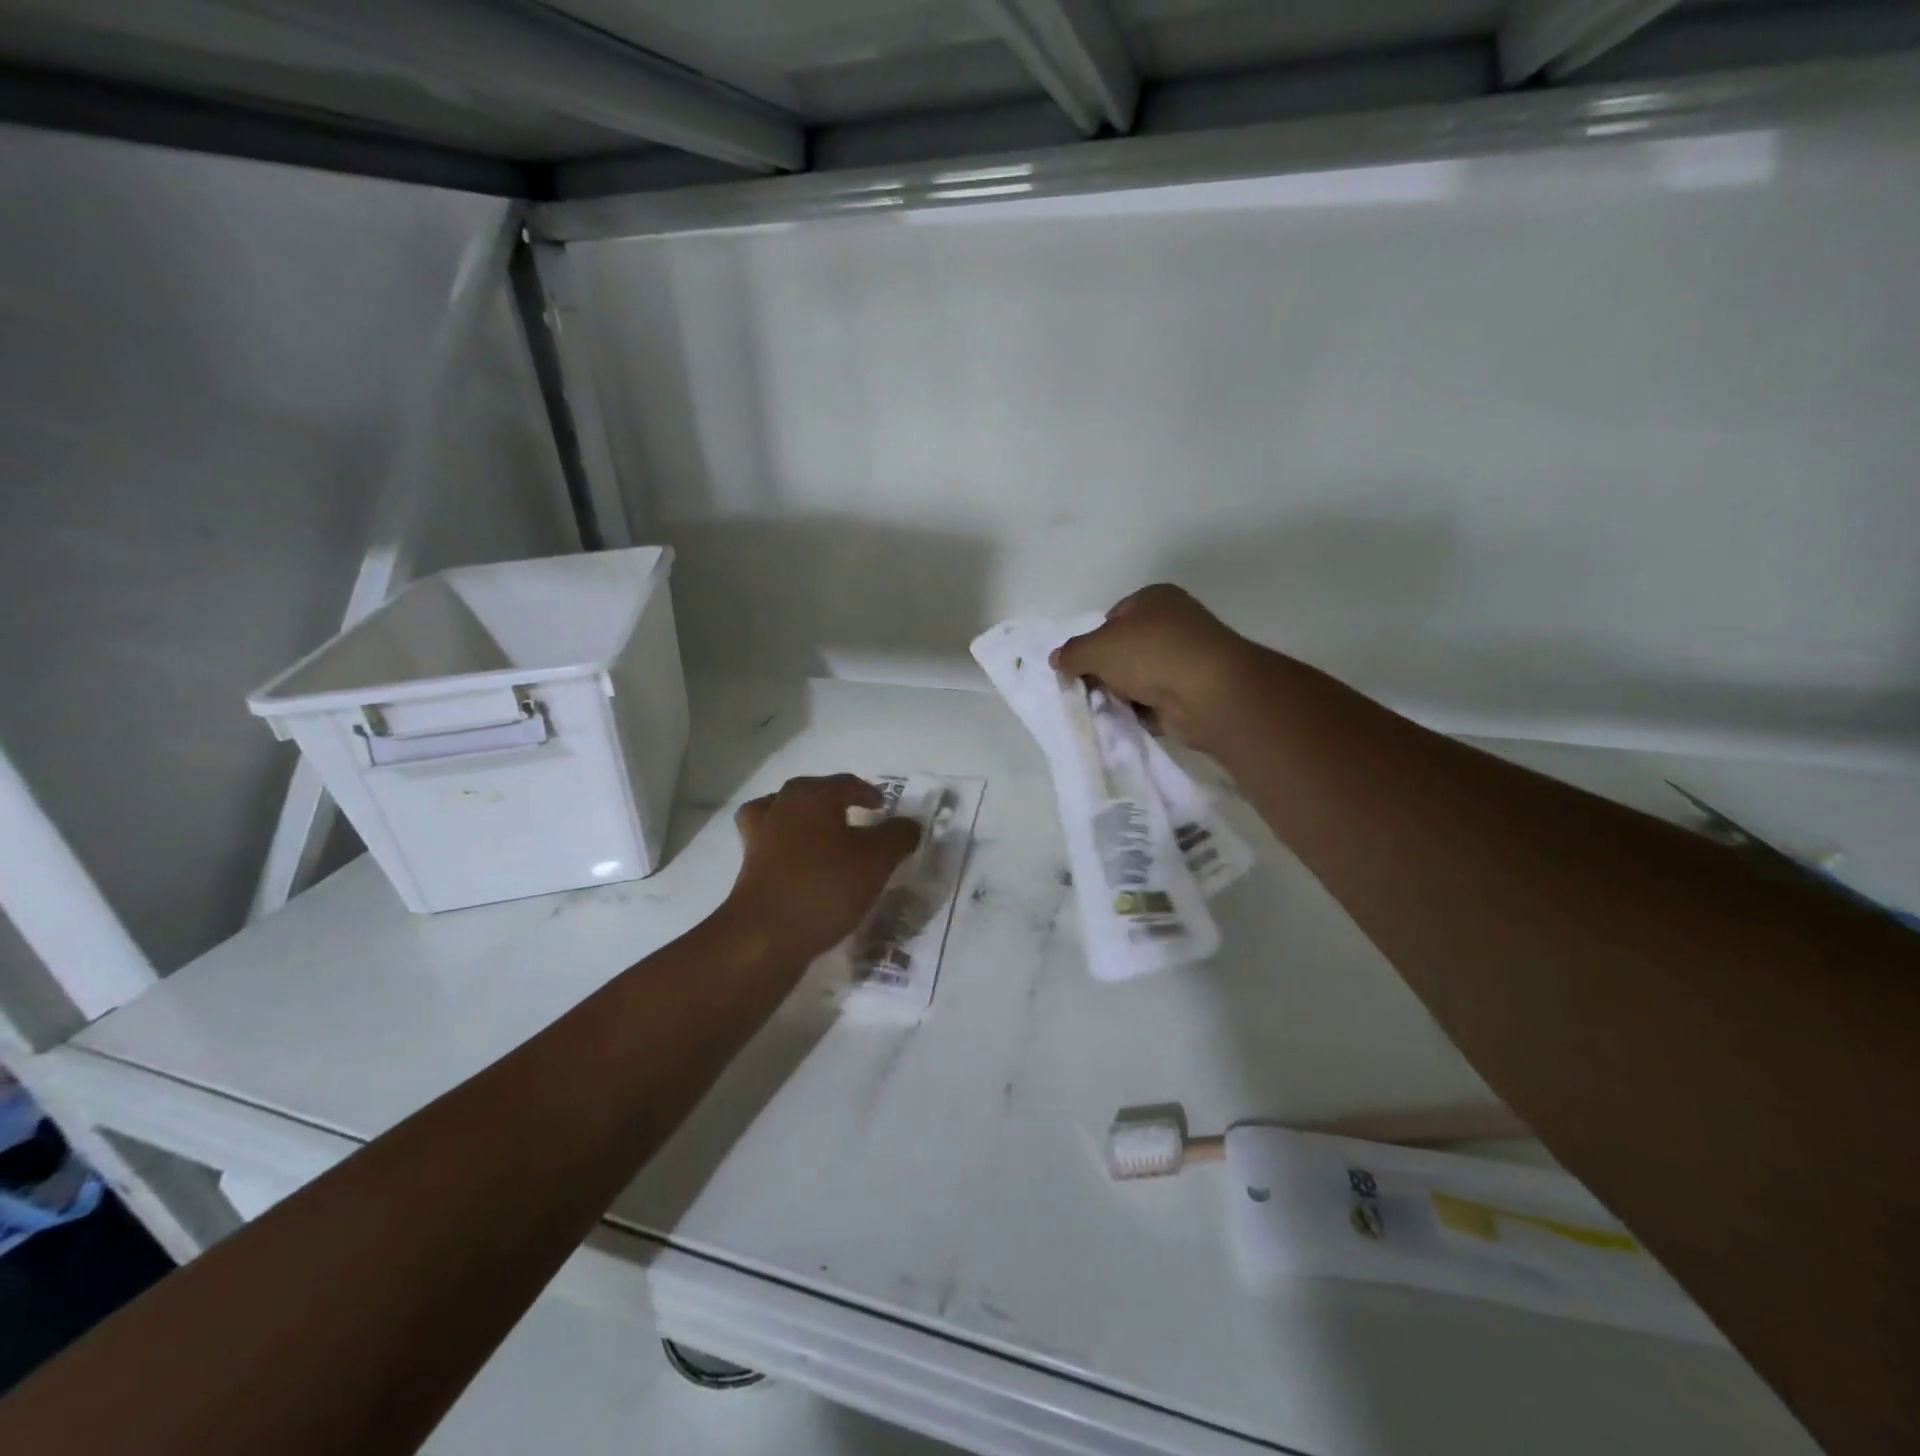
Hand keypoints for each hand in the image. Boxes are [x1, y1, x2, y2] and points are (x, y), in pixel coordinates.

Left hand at [719, 775, 921, 963]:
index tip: (883, 807)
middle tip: (858, 820)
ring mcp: (759, 836)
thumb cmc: (825, 886)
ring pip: (786, 817)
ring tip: (825, 839)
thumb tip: (909, 824)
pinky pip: (774, 847)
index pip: (846, 784)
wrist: (765, 936)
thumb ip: (898, 836)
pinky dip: (789, 850)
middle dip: (835, 803)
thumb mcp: (877, 860)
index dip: (868, 793)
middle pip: (812, 794)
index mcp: (811, 795)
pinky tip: (805, 868)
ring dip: (806, 823)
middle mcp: (780, 806)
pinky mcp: (748, 867)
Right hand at [1051, 584, 1255, 748]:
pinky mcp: (1192, 691)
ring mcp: (1185, 658)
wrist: (1208, 692)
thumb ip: (1072, 653)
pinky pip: (1155, 701)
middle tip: (1090, 689)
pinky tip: (1131, 719)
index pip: (1112, 618)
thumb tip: (1057, 659)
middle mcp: (1173, 622)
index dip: (1093, 643)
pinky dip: (1141, 711)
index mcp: (1154, 598)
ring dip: (1122, 694)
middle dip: (1105, 671)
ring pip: (1138, 677)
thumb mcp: (1097, 648)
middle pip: (1124, 650)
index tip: (1081, 665)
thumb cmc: (1150, 654)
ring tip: (1109, 708)